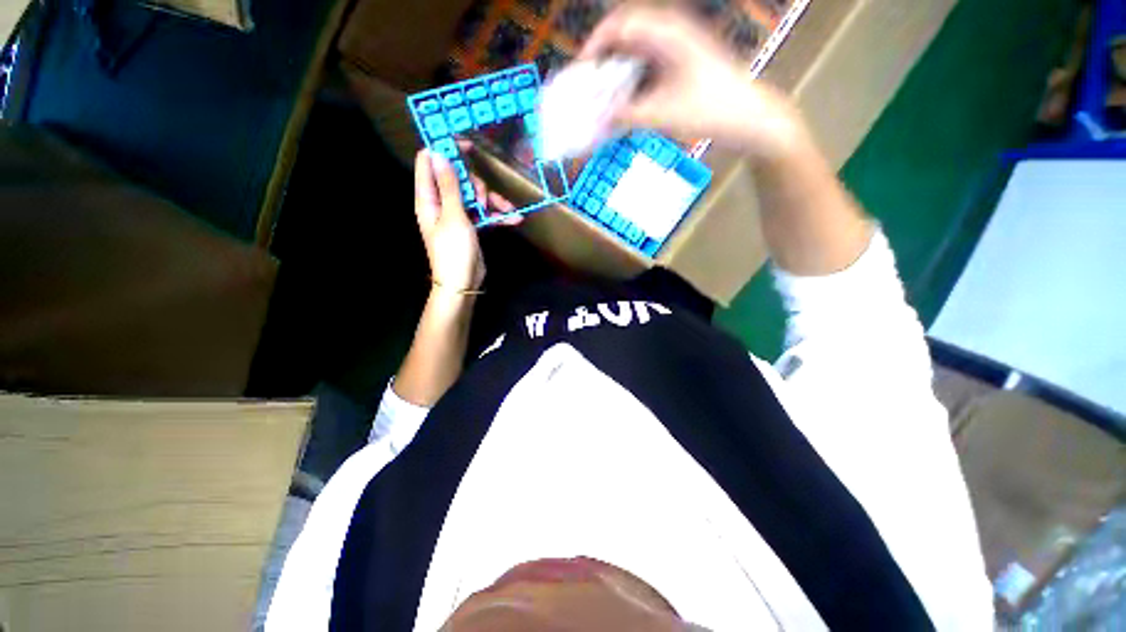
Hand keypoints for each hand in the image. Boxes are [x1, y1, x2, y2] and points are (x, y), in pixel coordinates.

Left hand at [414, 145, 515, 293]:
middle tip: (482, 198)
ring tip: (504, 210)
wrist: (463, 283)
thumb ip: (449, 186)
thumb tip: (437, 153)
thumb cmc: (453, 251)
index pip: (429, 163)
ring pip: (476, 196)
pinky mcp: (472, 226)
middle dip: (476, 183)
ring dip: (492, 200)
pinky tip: (515, 218)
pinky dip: (498, 215)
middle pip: (459, 178)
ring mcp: (458, 215)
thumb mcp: (454, 217)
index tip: (465, 145)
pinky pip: (485, 214)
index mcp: (429, 198)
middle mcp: (441, 203)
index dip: (445, 150)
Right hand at [579, 5, 806, 159]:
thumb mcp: (661, 114)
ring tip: (604, 96)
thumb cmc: (708, 110)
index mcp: (667, 33)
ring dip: (618, 71)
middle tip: (590, 86)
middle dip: (604, 59)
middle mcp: (671, 32)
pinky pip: (649, 65)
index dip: (595, 45)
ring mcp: (679, 47)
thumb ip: (625, 117)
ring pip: (637, 51)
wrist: (747, 118)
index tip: (581, 72)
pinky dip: (633, 80)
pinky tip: (627, 100)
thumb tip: (595, 123)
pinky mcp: (683, 63)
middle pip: (626, 36)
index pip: (619, 25)